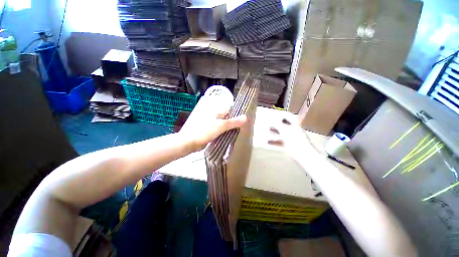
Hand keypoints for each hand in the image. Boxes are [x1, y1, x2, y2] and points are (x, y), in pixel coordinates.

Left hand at [179, 92, 247, 151]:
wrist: (189, 142)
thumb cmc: (205, 131)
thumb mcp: (221, 126)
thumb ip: (233, 122)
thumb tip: (246, 117)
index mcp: (217, 111)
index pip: (231, 109)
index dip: (238, 113)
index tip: (245, 119)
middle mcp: (215, 115)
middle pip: (228, 116)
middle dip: (236, 121)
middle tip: (244, 127)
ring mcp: (212, 123)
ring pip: (224, 123)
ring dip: (231, 127)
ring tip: (240, 131)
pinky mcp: (210, 130)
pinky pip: (220, 129)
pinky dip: (225, 132)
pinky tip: (231, 135)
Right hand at [268, 116, 318, 162]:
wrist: (303, 155)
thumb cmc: (294, 139)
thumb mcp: (284, 130)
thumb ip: (277, 123)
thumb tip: (271, 114)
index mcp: (294, 124)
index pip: (287, 116)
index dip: (280, 113)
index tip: (272, 112)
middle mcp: (293, 129)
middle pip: (283, 124)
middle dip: (275, 123)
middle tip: (268, 121)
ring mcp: (291, 137)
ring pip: (281, 133)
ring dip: (274, 131)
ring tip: (267, 130)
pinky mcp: (289, 145)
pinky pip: (280, 141)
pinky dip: (274, 141)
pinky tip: (268, 142)